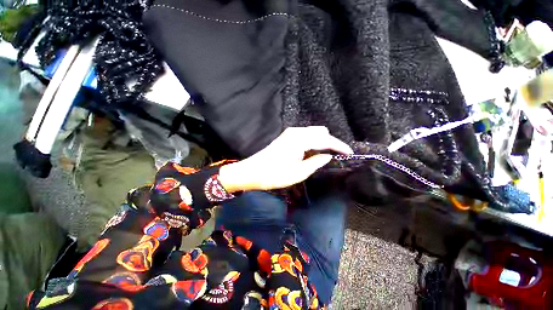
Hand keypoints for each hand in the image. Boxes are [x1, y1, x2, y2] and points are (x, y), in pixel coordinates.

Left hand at [218, 126, 352, 191]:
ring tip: (327, 154)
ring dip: (321, 142)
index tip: (349, 153)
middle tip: (336, 155)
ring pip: (313, 133)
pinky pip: (305, 136)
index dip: (338, 146)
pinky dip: (313, 142)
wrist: (253, 172)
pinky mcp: (286, 137)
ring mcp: (290, 133)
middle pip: (320, 132)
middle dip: (330, 142)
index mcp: (300, 139)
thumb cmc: (275, 174)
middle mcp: (296, 132)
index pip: (325, 140)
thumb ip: (316, 162)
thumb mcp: (299, 172)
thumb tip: (328, 156)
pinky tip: (314, 151)